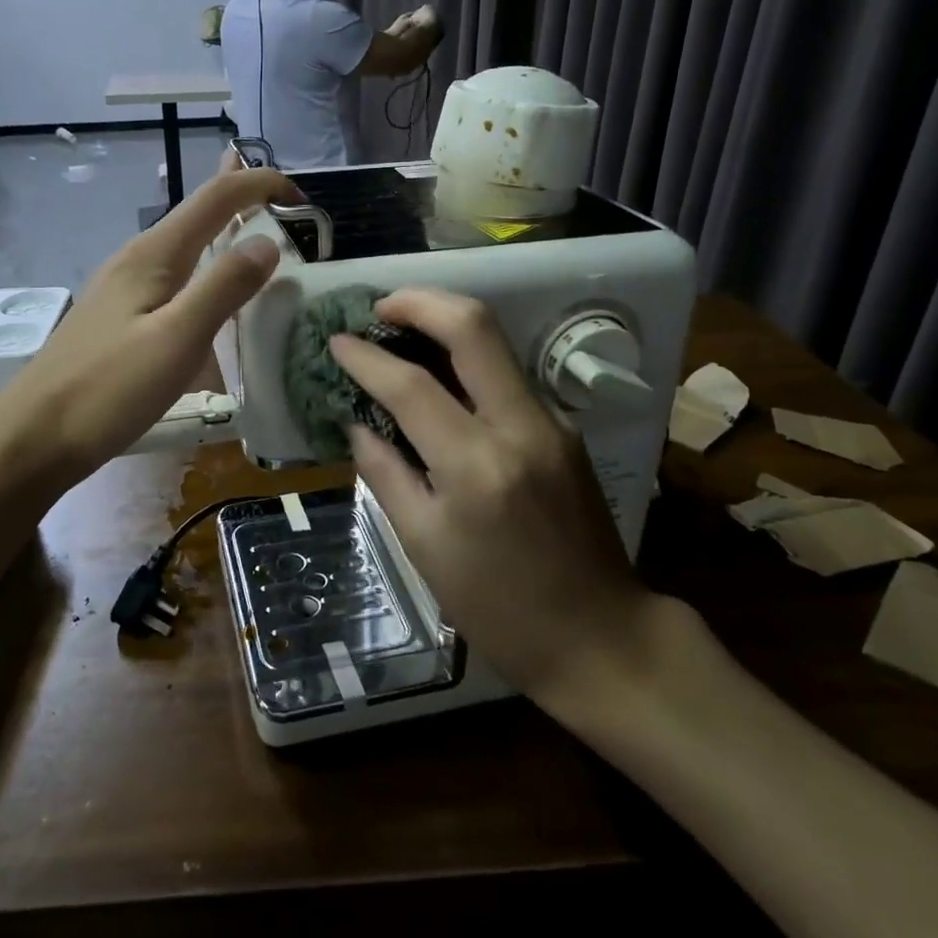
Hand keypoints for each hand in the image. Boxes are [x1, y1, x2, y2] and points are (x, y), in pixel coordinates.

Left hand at [0, 165, 298, 482]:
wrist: (35, 437)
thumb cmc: (108, 389)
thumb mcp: (177, 338)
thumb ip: (224, 288)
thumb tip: (268, 242)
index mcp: (154, 254)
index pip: (216, 198)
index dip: (261, 186)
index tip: (304, 202)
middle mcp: (138, 260)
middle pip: (197, 214)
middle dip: (241, 200)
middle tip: (286, 206)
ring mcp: (125, 289)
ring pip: (185, 248)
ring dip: (223, 234)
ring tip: (257, 239)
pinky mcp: (121, 319)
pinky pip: (174, 279)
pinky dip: (205, 271)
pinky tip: (210, 297)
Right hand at [329, 289, 663, 703]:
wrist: (602, 637)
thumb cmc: (499, 608)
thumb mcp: (424, 547)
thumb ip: (386, 474)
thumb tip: (358, 424)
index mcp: (477, 466)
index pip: (411, 385)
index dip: (366, 357)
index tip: (336, 341)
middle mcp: (521, 427)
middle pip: (473, 326)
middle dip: (419, 301)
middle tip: (379, 307)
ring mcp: (552, 422)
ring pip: (496, 342)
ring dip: (445, 323)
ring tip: (400, 332)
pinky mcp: (565, 429)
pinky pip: (508, 375)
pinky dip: (468, 360)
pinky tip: (441, 378)